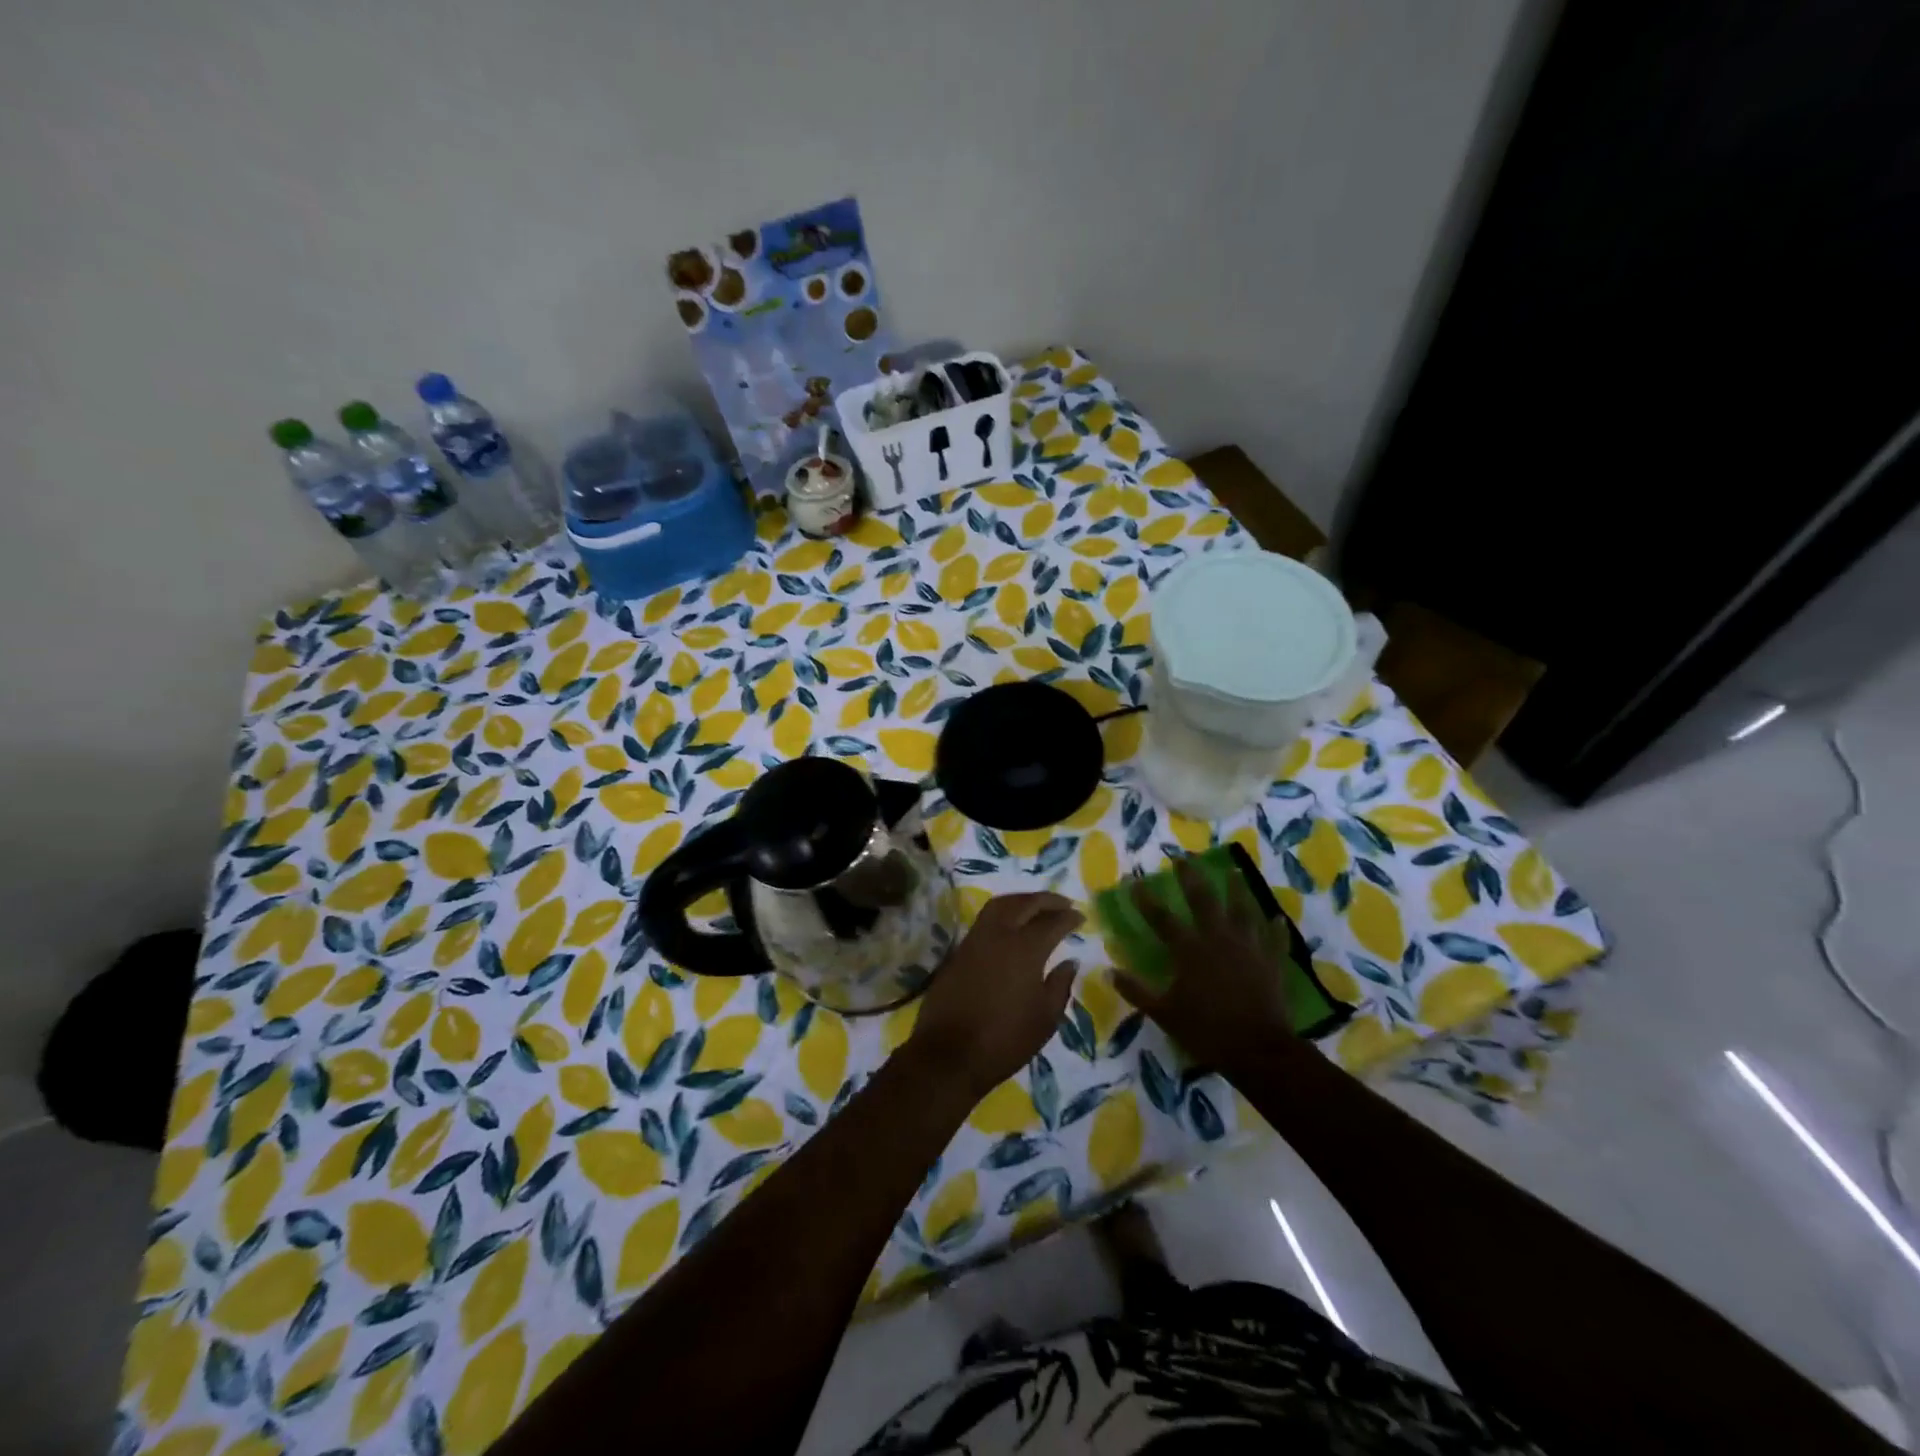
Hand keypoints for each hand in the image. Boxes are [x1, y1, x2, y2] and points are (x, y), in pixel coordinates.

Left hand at [906, 892, 1081, 1101]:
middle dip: (1046, 900)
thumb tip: (1069, 961)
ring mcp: (975, 940)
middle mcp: (999, 935)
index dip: (1069, 917)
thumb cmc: (1005, 1040)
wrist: (949, 1054)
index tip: (1081, 917)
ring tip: (1037, 908)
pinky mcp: (959, 951)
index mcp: (1025, 949)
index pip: (1052, 922)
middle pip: (1024, 904)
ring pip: (1000, 905)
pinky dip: (1003, 913)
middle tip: (1063, 904)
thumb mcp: (1045, 1018)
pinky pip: (984, 919)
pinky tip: (1011, 926)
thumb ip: (1060, 985)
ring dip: (1021, 901)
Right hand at [1115, 858, 1297, 1076]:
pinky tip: (1276, 917)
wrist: (1258, 1050)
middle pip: (1203, 901)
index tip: (1134, 880)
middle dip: (1191, 878)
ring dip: (1236, 889)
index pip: (1161, 918)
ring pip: (1242, 910)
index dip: (1145, 899)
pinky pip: (1274, 939)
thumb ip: (1137, 991)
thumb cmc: (1206, 1030)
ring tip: (1233, 870)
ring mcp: (1248, 948)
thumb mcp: (1163, 1013)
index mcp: (1189, 951)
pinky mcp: (1271, 962)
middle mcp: (1218, 940)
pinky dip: (1274, 928)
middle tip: (1183, 858)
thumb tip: (1109, 972)